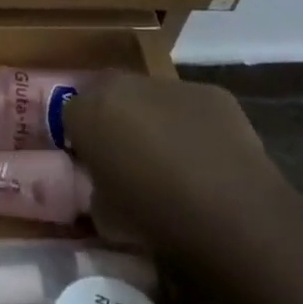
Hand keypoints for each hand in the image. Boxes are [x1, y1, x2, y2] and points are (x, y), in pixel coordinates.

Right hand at [66, 73, 295, 268]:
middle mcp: (122, 85)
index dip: (82, 140)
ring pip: (151, 98)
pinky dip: (195, 125)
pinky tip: (210, 159)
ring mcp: (169, 85)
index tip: (96, 165)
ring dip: (155, 119)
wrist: (233, 214)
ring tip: (175, 160)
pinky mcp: (213, 93)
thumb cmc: (156, 218)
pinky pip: (192, 107)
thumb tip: (103, 189)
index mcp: (86, 112)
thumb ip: (97, 190)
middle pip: (108, 96)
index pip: (69, 115)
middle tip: (130, 157)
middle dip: (115, 119)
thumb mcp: (106, 216)